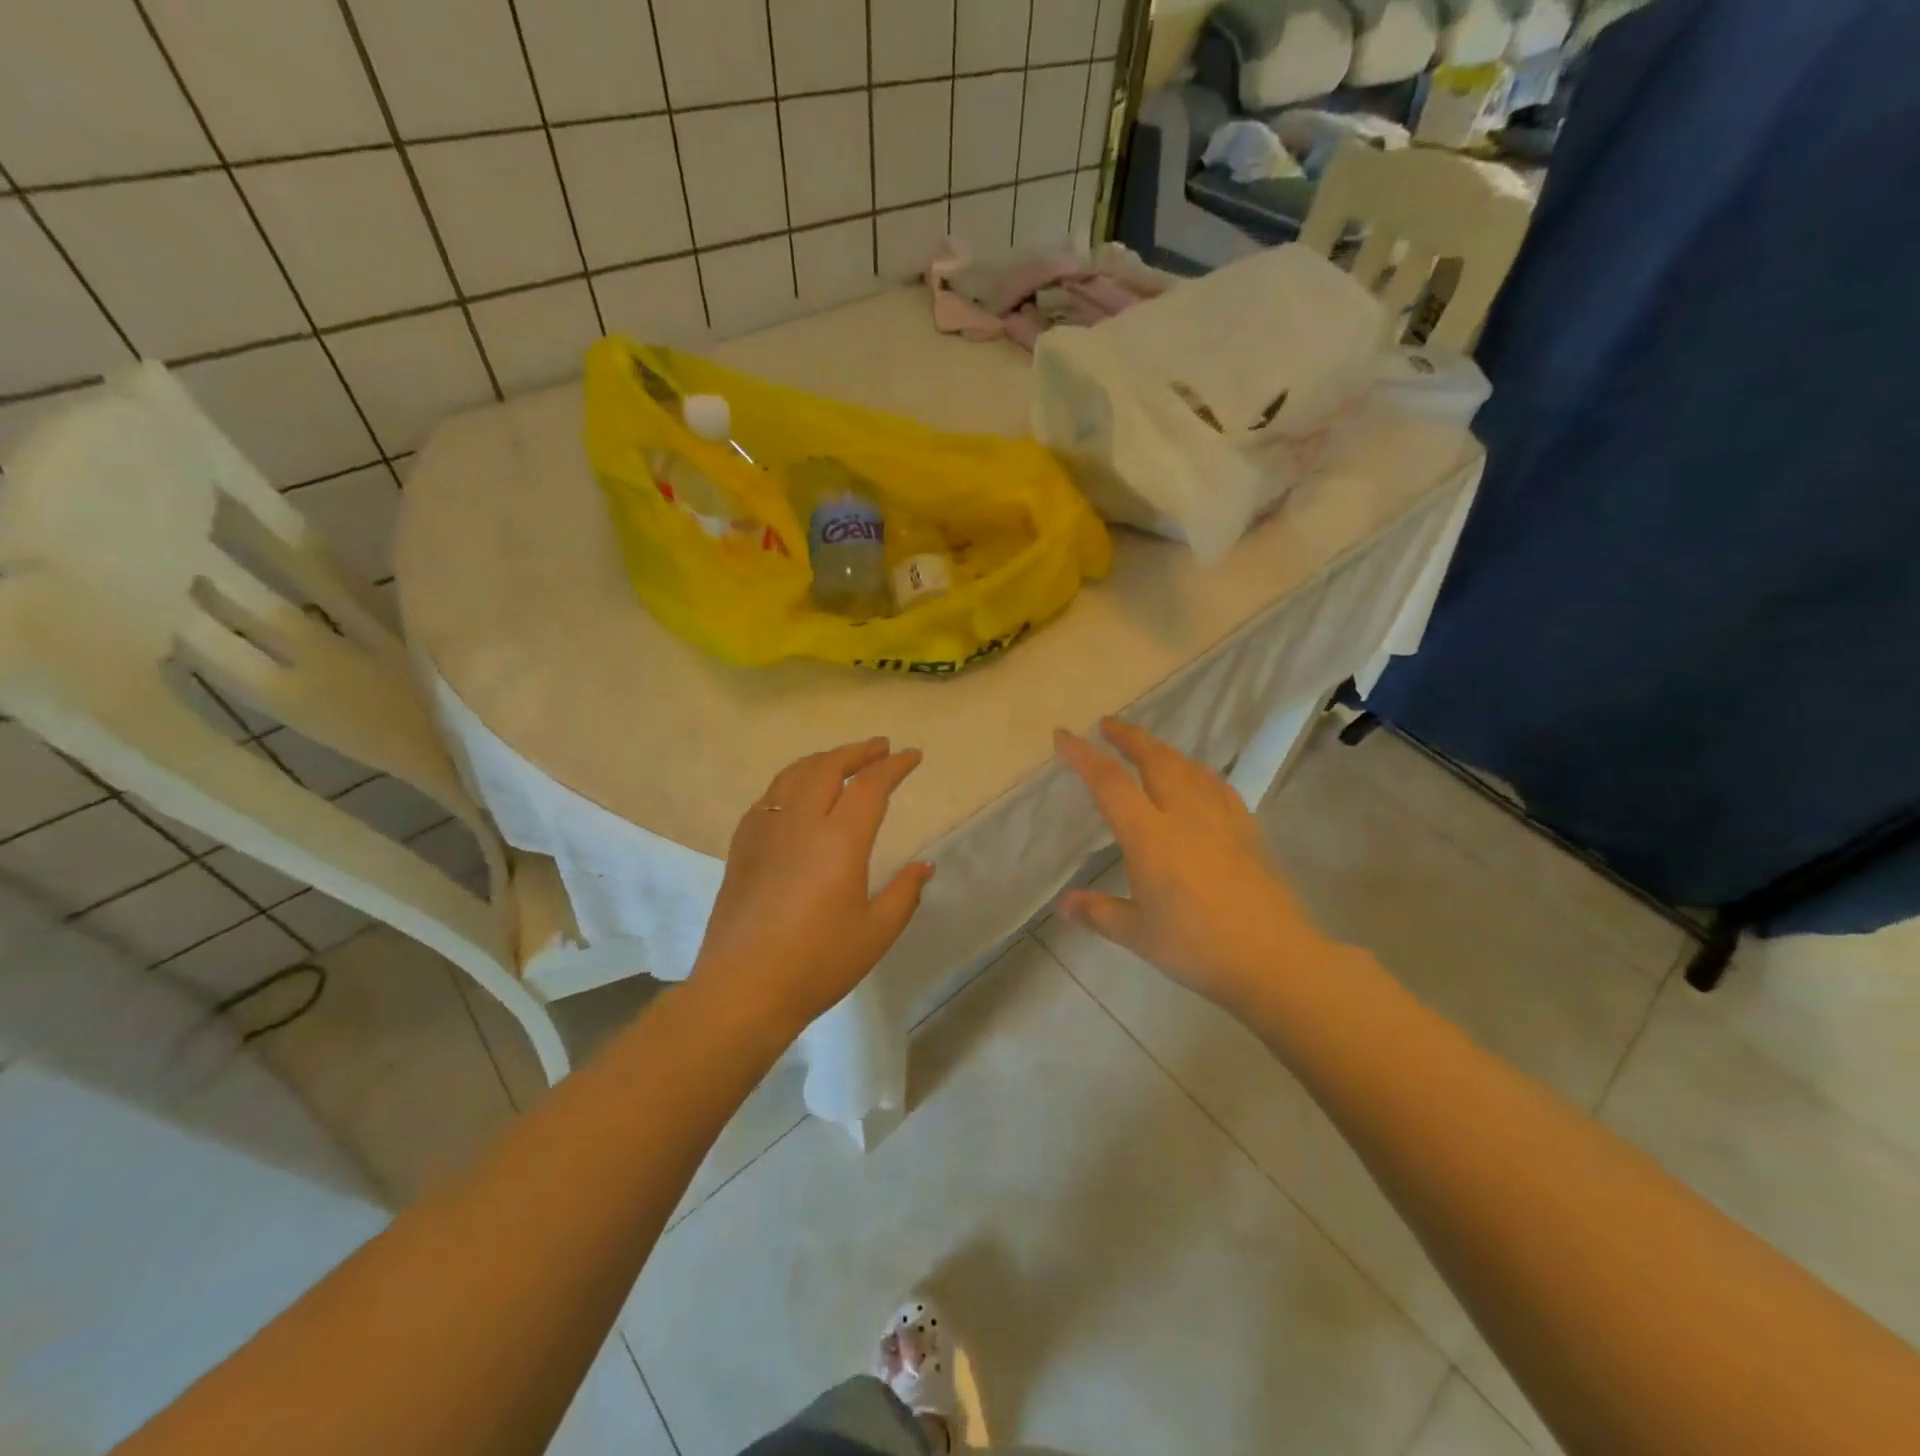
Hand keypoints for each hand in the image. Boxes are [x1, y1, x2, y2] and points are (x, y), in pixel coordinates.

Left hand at [694, 738, 933, 1035]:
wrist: (742, 989)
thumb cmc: (817, 964)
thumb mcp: (875, 933)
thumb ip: (904, 893)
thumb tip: (924, 865)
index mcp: (839, 840)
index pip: (871, 786)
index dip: (894, 766)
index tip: (912, 756)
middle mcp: (800, 823)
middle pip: (828, 767)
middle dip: (857, 752)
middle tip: (879, 748)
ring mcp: (765, 831)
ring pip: (793, 775)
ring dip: (823, 760)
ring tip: (842, 761)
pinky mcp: (741, 846)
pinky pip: (768, 796)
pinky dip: (791, 782)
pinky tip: (796, 794)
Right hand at [1054, 719, 1334, 1015]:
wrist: (1274, 959)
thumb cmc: (1197, 948)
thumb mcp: (1138, 935)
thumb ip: (1098, 912)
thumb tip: (1062, 904)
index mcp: (1150, 836)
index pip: (1109, 783)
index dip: (1083, 756)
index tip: (1064, 735)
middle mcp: (1183, 815)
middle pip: (1154, 759)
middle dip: (1129, 737)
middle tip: (1108, 724)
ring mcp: (1220, 819)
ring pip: (1187, 767)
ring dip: (1162, 749)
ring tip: (1147, 746)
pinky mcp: (1247, 830)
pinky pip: (1216, 785)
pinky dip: (1197, 771)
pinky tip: (1196, 777)